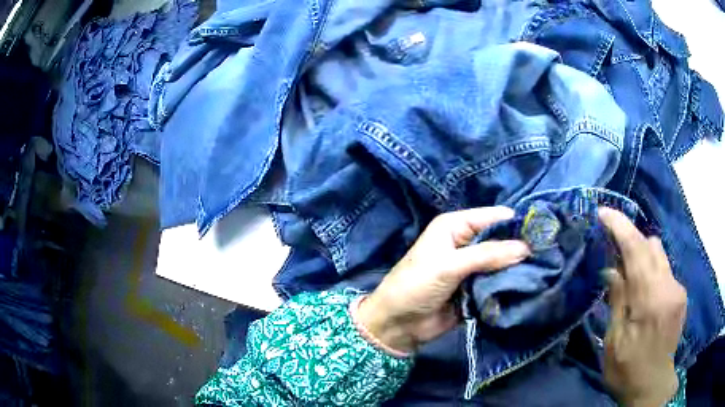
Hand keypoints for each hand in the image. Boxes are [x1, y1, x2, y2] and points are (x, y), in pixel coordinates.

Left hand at [356, 207, 529, 352]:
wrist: (398, 325)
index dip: (517, 224)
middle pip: (502, 241)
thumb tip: (526, 247)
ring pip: (504, 263)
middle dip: (522, 248)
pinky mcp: (477, 289)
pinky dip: (511, 286)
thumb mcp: (449, 266)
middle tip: (550, 255)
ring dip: (519, 269)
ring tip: (545, 271)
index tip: (544, 232)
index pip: (494, 217)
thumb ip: (487, 255)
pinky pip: (499, 283)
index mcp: (456, 226)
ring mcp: (474, 268)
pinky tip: (530, 287)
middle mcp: (467, 242)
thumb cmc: (416, 285)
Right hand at [599, 208, 686, 406]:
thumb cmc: (627, 370)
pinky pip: (665, 270)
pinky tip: (642, 291)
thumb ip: (617, 300)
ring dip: (642, 256)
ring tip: (627, 272)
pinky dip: (651, 271)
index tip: (603, 213)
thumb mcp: (614, 341)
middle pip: (652, 245)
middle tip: (612, 250)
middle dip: (631, 240)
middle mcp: (669, 287)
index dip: (620, 227)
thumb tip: (611, 269)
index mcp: (650, 301)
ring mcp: (678, 290)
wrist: (653, 387)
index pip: (637, 250)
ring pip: (660, 255)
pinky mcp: (681, 295)